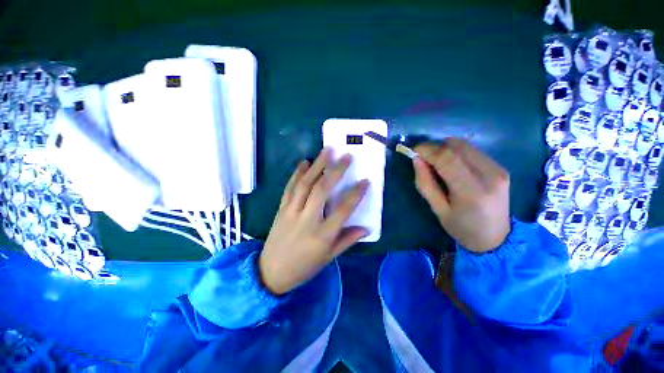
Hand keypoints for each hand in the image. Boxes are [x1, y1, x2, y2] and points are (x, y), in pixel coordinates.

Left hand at [259, 149, 369, 294]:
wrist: (271, 272)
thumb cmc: (304, 267)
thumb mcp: (329, 257)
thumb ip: (347, 240)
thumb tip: (366, 228)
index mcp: (322, 235)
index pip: (343, 210)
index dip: (355, 195)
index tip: (365, 181)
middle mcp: (307, 220)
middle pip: (322, 190)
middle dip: (335, 171)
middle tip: (345, 156)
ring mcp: (291, 212)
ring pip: (305, 184)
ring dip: (317, 166)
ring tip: (327, 151)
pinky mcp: (281, 209)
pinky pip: (289, 188)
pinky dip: (297, 173)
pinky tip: (304, 162)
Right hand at [413, 138, 510, 252]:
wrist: (496, 238)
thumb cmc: (462, 228)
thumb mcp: (437, 210)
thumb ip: (425, 183)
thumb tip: (417, 160)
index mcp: (471, 191)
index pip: (447, 158)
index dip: (428, 150)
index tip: (414, 151)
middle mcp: (489, 175)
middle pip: (457, 147)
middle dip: (435, 147)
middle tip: (424, 157)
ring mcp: (498, 170)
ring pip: (466, 145)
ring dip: (446, 148)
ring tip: (436, 161)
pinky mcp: (501, 168)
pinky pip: (474, 151)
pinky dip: (457, 152)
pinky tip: (452, 165)